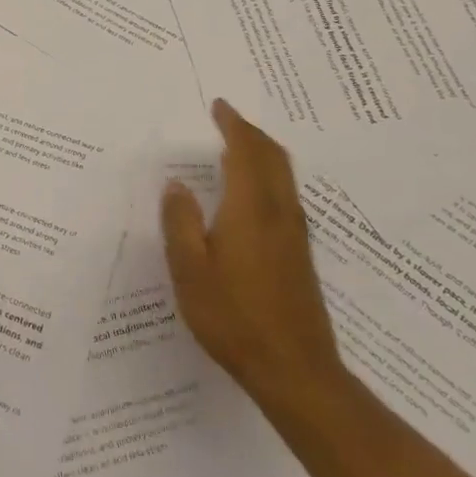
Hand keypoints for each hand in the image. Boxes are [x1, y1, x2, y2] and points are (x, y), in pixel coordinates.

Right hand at [161, 99, 347, 423]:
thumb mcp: (190, 270)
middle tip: (227, 118)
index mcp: (251, 209)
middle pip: (273, 157)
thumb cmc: (235, 317)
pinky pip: (285, 194)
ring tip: (237, 146)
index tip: (219, 106)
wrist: (295, 371)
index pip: (246, 152)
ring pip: (283, 175)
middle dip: (251, 132)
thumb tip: (176, 185)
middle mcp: (279, 213)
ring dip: (262, 152)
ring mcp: (294, 234)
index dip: (233, 125)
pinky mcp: (299, 254)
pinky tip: (251, 192)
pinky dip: (268, 175)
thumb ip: (180, 222)